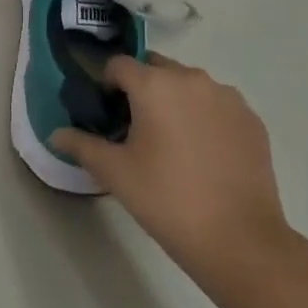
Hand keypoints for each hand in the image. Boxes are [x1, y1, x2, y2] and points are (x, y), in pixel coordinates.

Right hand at [51, 53, 298, 288]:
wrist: (240, 242)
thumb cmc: (168, 201)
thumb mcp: (115, 174)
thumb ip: (82, 145)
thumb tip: (56, 134)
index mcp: (154, 84)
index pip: (118, 65)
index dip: (106, 86)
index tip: (108, 117)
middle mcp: (191, 78)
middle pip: (155, 68)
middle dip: (141, 89)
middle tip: (138, 130)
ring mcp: (226, 96)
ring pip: (189, 85)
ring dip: (175, 100)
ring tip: (174, 144)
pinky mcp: (251, 118)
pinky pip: (217, 104)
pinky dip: (206, 117)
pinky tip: (205, 155)